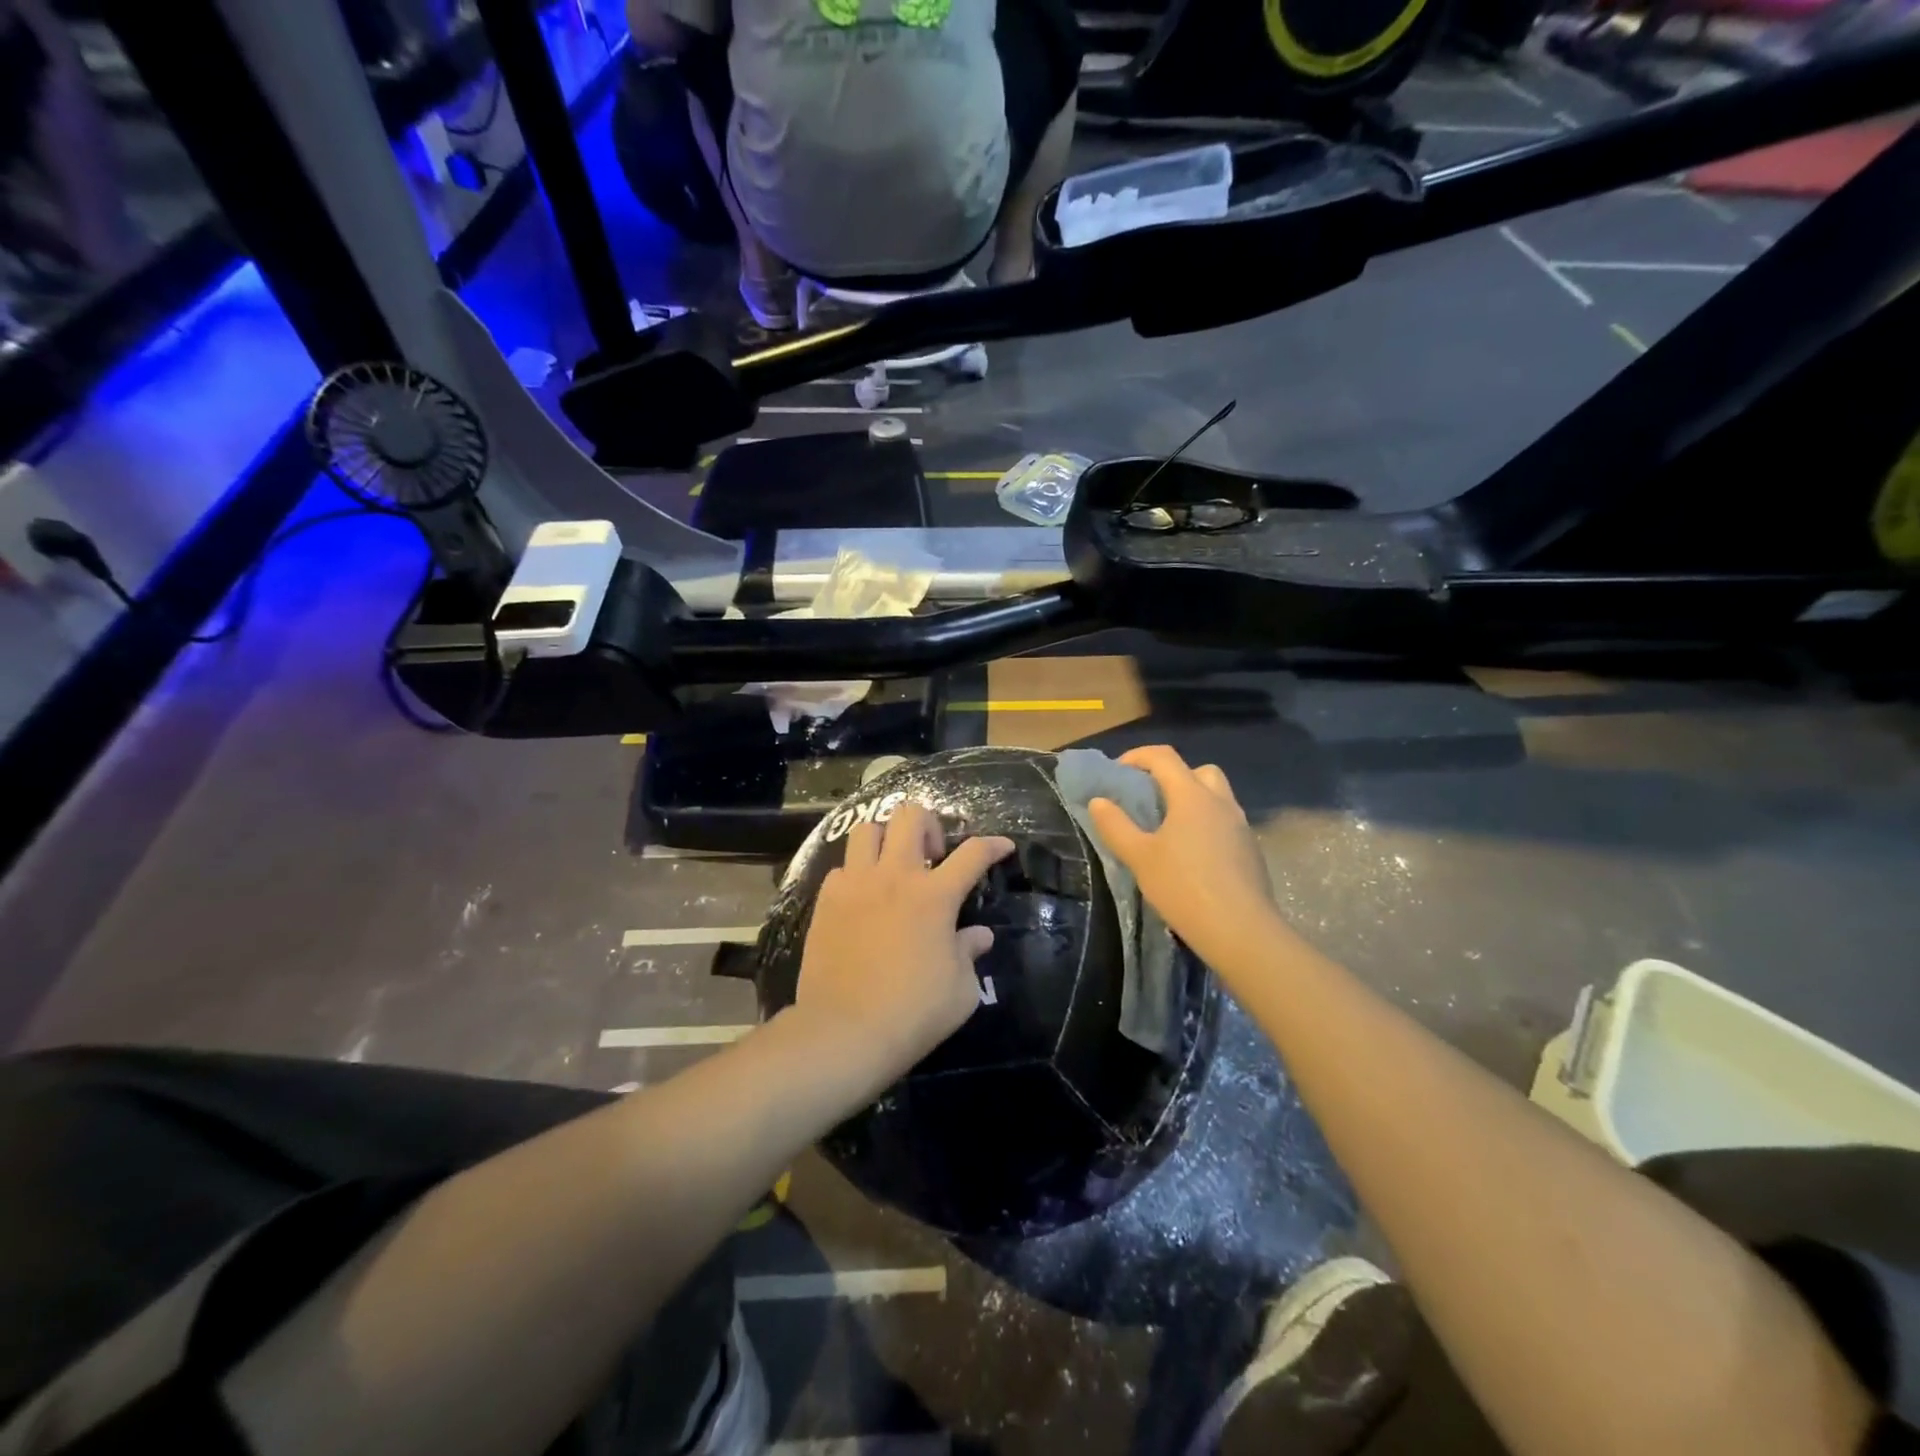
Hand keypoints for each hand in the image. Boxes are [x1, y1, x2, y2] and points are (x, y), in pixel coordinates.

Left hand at [793, 803, 1014, 1085]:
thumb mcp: (961, 991)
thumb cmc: (912, 1013)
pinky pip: (842, 868)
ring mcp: (856, 885)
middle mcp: (895, 877)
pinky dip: (857, 874)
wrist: (844, 1032)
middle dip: (929, 826)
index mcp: (935, 896)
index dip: (993, 845)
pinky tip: (863, 899)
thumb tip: (978, 936)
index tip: (1002, 847)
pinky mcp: (826, 901)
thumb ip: (969, 953)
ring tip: (893, 866)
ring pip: (868, 829)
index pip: (973, 854)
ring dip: (886, 839)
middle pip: (911, 816)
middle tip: (934, 858)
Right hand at [1088, 746, 1281, 971]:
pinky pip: (1225, 823)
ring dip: (1192, 801)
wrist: (1240, 930)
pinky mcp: (1250, 850)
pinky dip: (1206, 825)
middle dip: (1172, 776)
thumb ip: (1116, 826)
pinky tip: (1192, 856)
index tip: (1117, 773)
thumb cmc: (1183, 887)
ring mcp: (1241, 826)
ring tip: (1169, 829)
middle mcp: (1220, 802)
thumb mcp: (1139, 857)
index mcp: (1192, 796)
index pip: (1164, 757)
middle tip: (1150, 800)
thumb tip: (1099, 801)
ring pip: (1216, 797)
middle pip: (1198, 771)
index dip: (1137, 756)